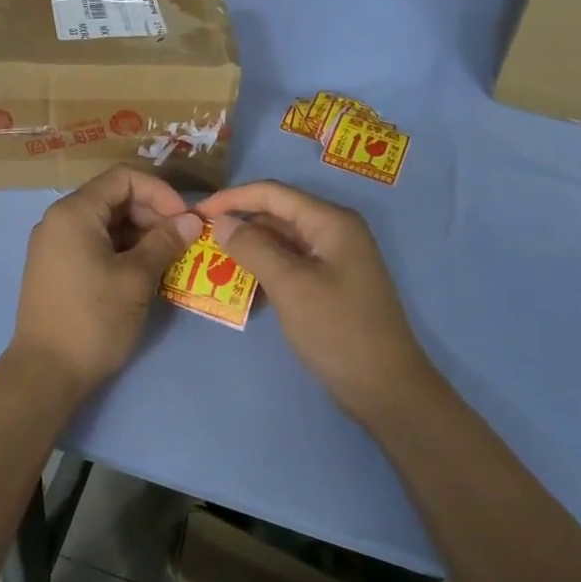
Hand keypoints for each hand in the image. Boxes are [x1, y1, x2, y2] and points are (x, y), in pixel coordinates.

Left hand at [9, 165, 199, 398]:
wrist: (45, 373)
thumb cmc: (93, 319)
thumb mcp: (136, 279)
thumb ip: (165, 242)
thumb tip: (192, 221)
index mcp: (74, 212)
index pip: (123, 178)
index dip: (160, 192)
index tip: (186, 220)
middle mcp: (59, 220)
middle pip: (114, 198)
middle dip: (153, 215)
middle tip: (183, 243)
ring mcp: (55, 245)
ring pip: (107, 224)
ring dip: (141, 235)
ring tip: (170, 260)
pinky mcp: (57, 269)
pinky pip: (95, 244)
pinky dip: (123, 251)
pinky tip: (146, 273)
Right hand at [194, 180, 429, 424]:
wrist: (385, 388)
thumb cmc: (338, 330)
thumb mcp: (290, 286)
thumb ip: (253, 248)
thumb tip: (221, 223)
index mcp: (330, 221)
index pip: (272, 193)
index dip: (231, 198)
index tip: (195, 213)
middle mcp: (333, 231)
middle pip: (276, 214)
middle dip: (237, 224)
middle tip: (198, 241)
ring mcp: (332, 258)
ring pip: (280, 241)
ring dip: (248, 249)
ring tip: (211, 263)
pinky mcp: (328, 283)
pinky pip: (288, 264)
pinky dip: (263, 270)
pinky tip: (240, 288)